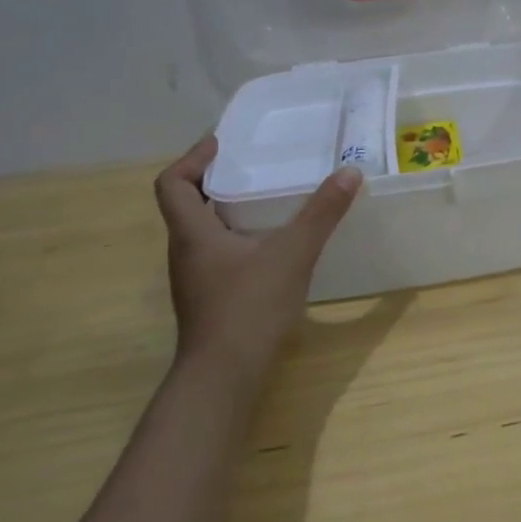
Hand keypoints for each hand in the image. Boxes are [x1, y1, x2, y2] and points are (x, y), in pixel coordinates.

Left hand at [153, 137, 362, 366]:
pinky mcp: (211, 299)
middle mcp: (186, 252)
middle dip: (216, 180)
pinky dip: (239, 238)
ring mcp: (196, 279)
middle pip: (187, 204)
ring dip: (228, 210)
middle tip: (254, 165)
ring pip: (204, 232)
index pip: (171, 184)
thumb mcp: (292, 254)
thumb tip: (348, 172)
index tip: (222, 144)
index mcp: (192, 233)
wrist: (224, 377)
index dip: (192, 158)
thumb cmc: (249, 308)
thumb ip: (321, 213)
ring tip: (268, 198)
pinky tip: (273, 245)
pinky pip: (220, 254)